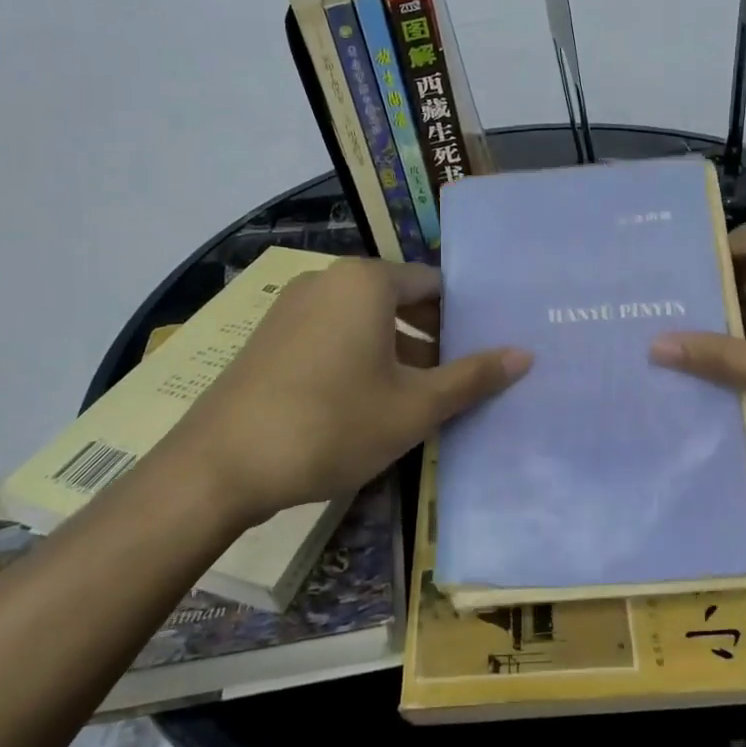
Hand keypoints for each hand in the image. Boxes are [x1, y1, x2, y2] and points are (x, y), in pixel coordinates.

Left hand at [159, 259, 530, 524]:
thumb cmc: (332, 425)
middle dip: (431, 339)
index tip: (482, 353)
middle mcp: (327, 280)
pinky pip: (330, 336)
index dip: (463, 319)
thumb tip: (525, 354)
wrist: (220, 466)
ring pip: (363, 321)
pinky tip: (365, 406)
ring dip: (396, 353)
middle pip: (398, 300)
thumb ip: (472, 378)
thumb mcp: (414, 407)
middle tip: (457, 381)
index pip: (433, 285)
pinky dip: (358, 359)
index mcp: (366, 281)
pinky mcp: (269, 338)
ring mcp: (292, 307)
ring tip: (418, 399)